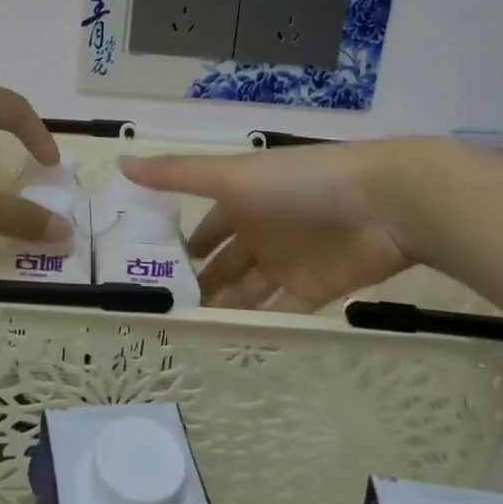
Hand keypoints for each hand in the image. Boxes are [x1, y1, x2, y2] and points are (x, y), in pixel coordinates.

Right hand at [120, 142, 415, 310]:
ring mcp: (289, 261)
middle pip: (225, 262)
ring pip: (248, 289)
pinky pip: (281, 310)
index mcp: (242, 200)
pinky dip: (258, 323)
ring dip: (224, 307)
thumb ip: (177, 175)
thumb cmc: (297, 182)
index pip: (206, 227)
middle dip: (201, 283)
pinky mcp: (317, 290)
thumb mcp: (231, 176)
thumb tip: (120, 161)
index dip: (184, 245)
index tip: (152, 269)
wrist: (382, 202)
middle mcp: (262, 230)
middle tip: (166, 312)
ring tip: (190, 331)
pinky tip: (231, 343)